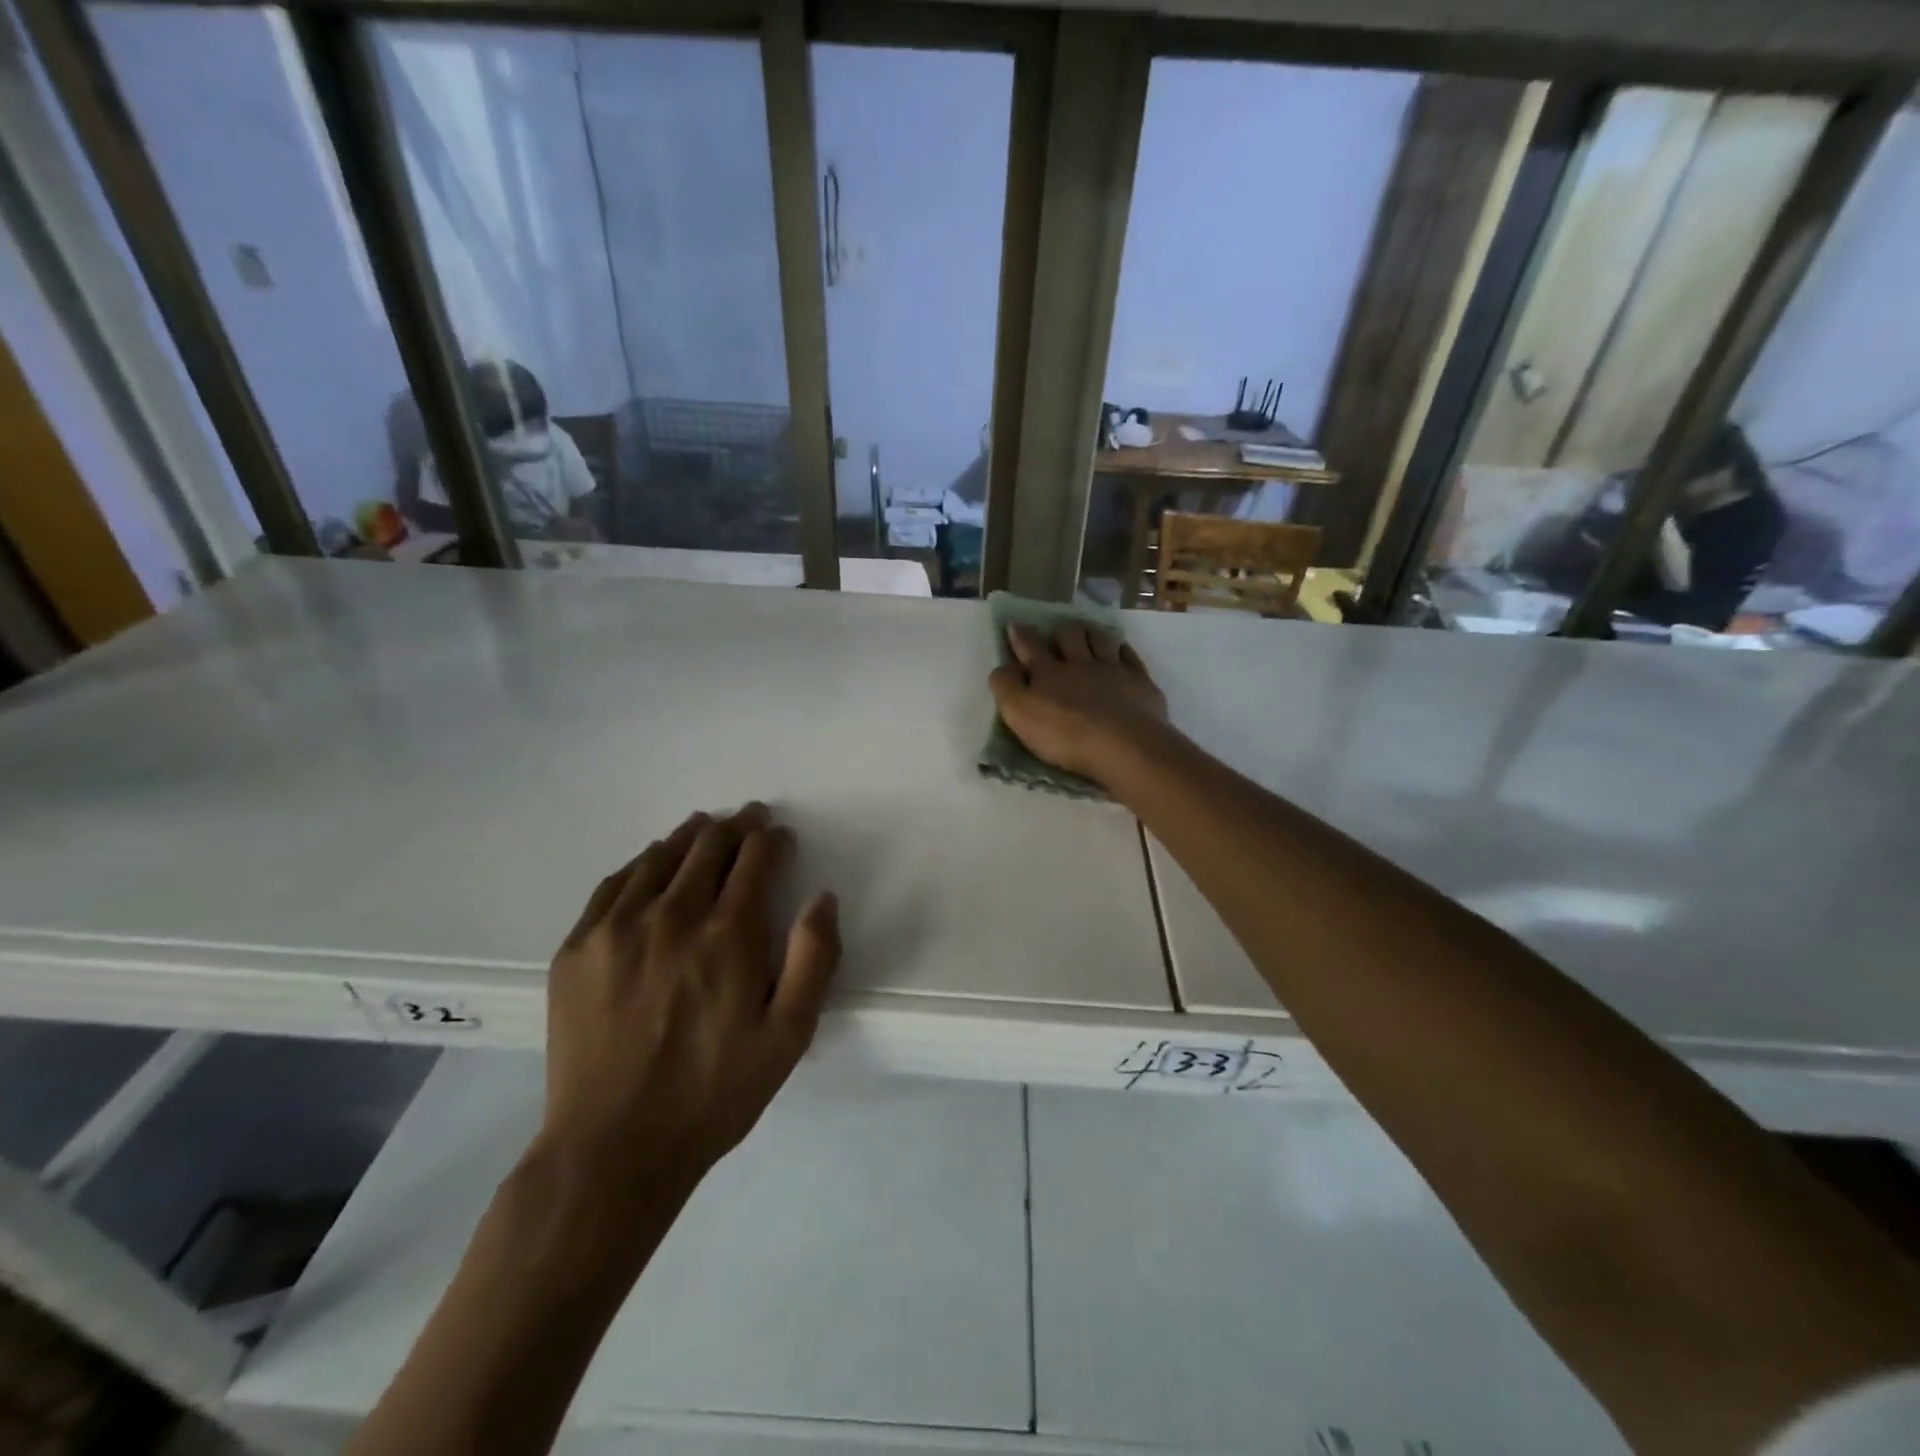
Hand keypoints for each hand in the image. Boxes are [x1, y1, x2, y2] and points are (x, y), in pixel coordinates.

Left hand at [536, 804, 840, 1210]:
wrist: (612, 1150)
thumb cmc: (713, 1093)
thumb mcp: (789, 1036)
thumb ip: (814, 959)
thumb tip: (821, 897)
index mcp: (729, 934)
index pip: (755, 857)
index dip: (772, 838)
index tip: (780, 836)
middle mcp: (673, 915)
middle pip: (709, 845)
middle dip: (737, 827)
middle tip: (748, 820)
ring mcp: (617, 928)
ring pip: (661, 855)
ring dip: (691, 836)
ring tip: (705, 829)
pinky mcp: (577, 947)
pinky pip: (615, 882)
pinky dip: (642, 862)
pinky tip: (652, 863)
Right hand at [988, 622, 1169, 785]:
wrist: (1124, 746)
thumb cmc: (1066, 735)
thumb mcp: (1020, 714)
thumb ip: (1007, 687)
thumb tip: (1003, 667)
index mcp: (1048, 673)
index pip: (1030, 647)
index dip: (1020, 635)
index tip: (1015, 624)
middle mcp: (1080, 663)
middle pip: (1069, 637)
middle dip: (1061, 631)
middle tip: (1058, 631)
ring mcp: (1112, 670)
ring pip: (1100, 640)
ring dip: (1091, 633)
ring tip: (1087, 632)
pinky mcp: (1139, 682)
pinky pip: (1129, 656)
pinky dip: (1122, 649)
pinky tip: (1120, 650)